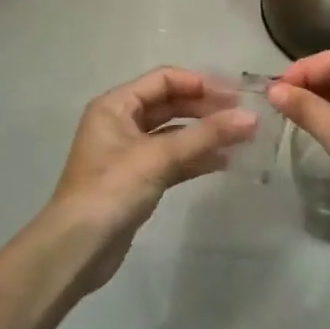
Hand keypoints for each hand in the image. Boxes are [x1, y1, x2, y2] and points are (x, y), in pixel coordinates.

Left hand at [35, 67, 256, 292]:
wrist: (77, 249)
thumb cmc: (112, 190)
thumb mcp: (160, 157)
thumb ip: (206, 135)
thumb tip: (252, 118)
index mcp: (116, 106)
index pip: (164, 80)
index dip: (200, 83)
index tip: (236, 96)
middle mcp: (121, 122)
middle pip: (170, 104)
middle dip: (206, 108)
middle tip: (243, 117)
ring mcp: (130, 152)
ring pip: (174, 133)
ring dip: (205, 134)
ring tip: (242, 138)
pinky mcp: (139, 179)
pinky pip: (173, 159)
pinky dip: (197, 158)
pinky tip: (225, 162)